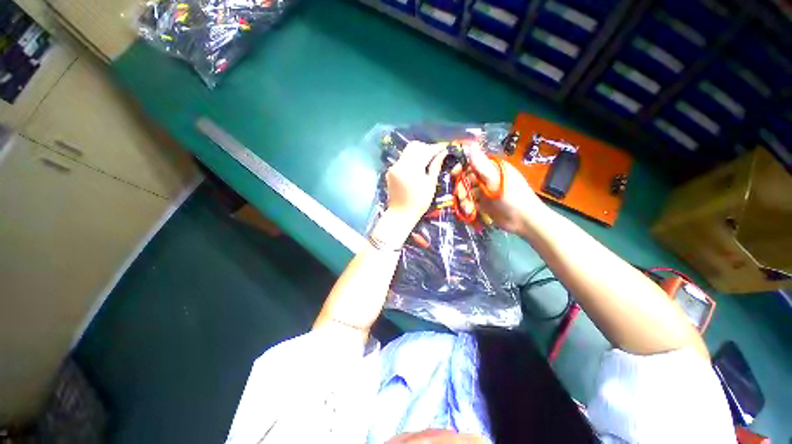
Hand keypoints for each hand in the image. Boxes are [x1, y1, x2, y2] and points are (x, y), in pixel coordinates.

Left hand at [385, 141, 447, 223]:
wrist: (401, 213)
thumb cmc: (419, 202)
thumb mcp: (430, 185)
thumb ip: (435, 166)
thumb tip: (443, 153)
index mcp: (412, 168)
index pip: (425, 150)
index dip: (435, 148)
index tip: (444, 149)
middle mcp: (400, 164)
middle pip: (414, 146)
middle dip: (426, 148)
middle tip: (435, 155)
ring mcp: (394, 167)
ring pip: (407, 151)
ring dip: (418, 153)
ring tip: (427, 162)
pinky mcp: (390, 171)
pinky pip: (402, 159)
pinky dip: (411, 160)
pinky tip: (417, 168)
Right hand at [455, 144, 547, 234]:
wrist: (523, 220)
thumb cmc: (512, 196)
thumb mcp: (495, 179)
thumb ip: (481, 164)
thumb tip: (470, 144)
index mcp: (491, 168)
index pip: (471, 163)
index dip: (461, 168)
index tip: (453, 174)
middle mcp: (486, 178)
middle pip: (466, 180)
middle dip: (461, 188)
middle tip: (461, 196)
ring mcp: (484, 192)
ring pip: (466, 192)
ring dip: (465, 200)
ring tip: (468, 208)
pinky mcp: (483, 204)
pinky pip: (470, 202)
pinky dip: (468, 207)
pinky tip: (470, 212)